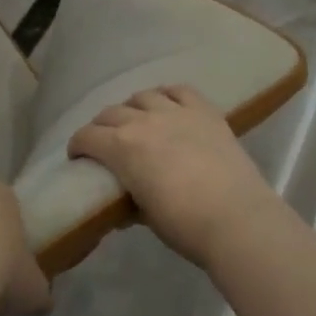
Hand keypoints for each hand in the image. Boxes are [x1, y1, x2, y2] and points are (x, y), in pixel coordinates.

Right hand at [68, 86, 285, 267]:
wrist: (237, 219)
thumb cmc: (184, 225)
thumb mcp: (145, 216)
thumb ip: (130, 202)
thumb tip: (123, 206)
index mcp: (121, 148)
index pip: (87, 137)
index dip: (78, 146)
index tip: (78, 156)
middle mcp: (142, 121)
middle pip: (110, 113)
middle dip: (101, 127)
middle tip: (104, 142)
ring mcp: (175, 112)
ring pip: (142, 96)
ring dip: (132, 108)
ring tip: (137, 121)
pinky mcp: (205, 111)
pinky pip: (179, 90)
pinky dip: (167, 94)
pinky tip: (167, 104)